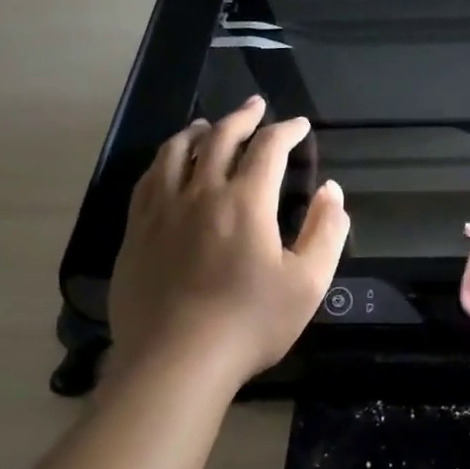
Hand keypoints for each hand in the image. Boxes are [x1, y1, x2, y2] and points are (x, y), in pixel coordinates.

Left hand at [107, 97, 349, 391]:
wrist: (175, 362)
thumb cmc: (250, 323)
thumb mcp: (308, 283)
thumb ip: (325, 232)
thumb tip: (332, 191)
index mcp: (246, 202)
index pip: (268, 148)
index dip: (287, 130)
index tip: (299, 125)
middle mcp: (201, 193)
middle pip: (221, 138)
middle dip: (243, 117)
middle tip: (256, 106)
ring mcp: (162, 211)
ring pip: (177, 152)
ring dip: (199, 131)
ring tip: (209, 125)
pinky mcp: (136, 233)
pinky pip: (148, 181)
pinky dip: (164, 160)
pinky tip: (169, 165)